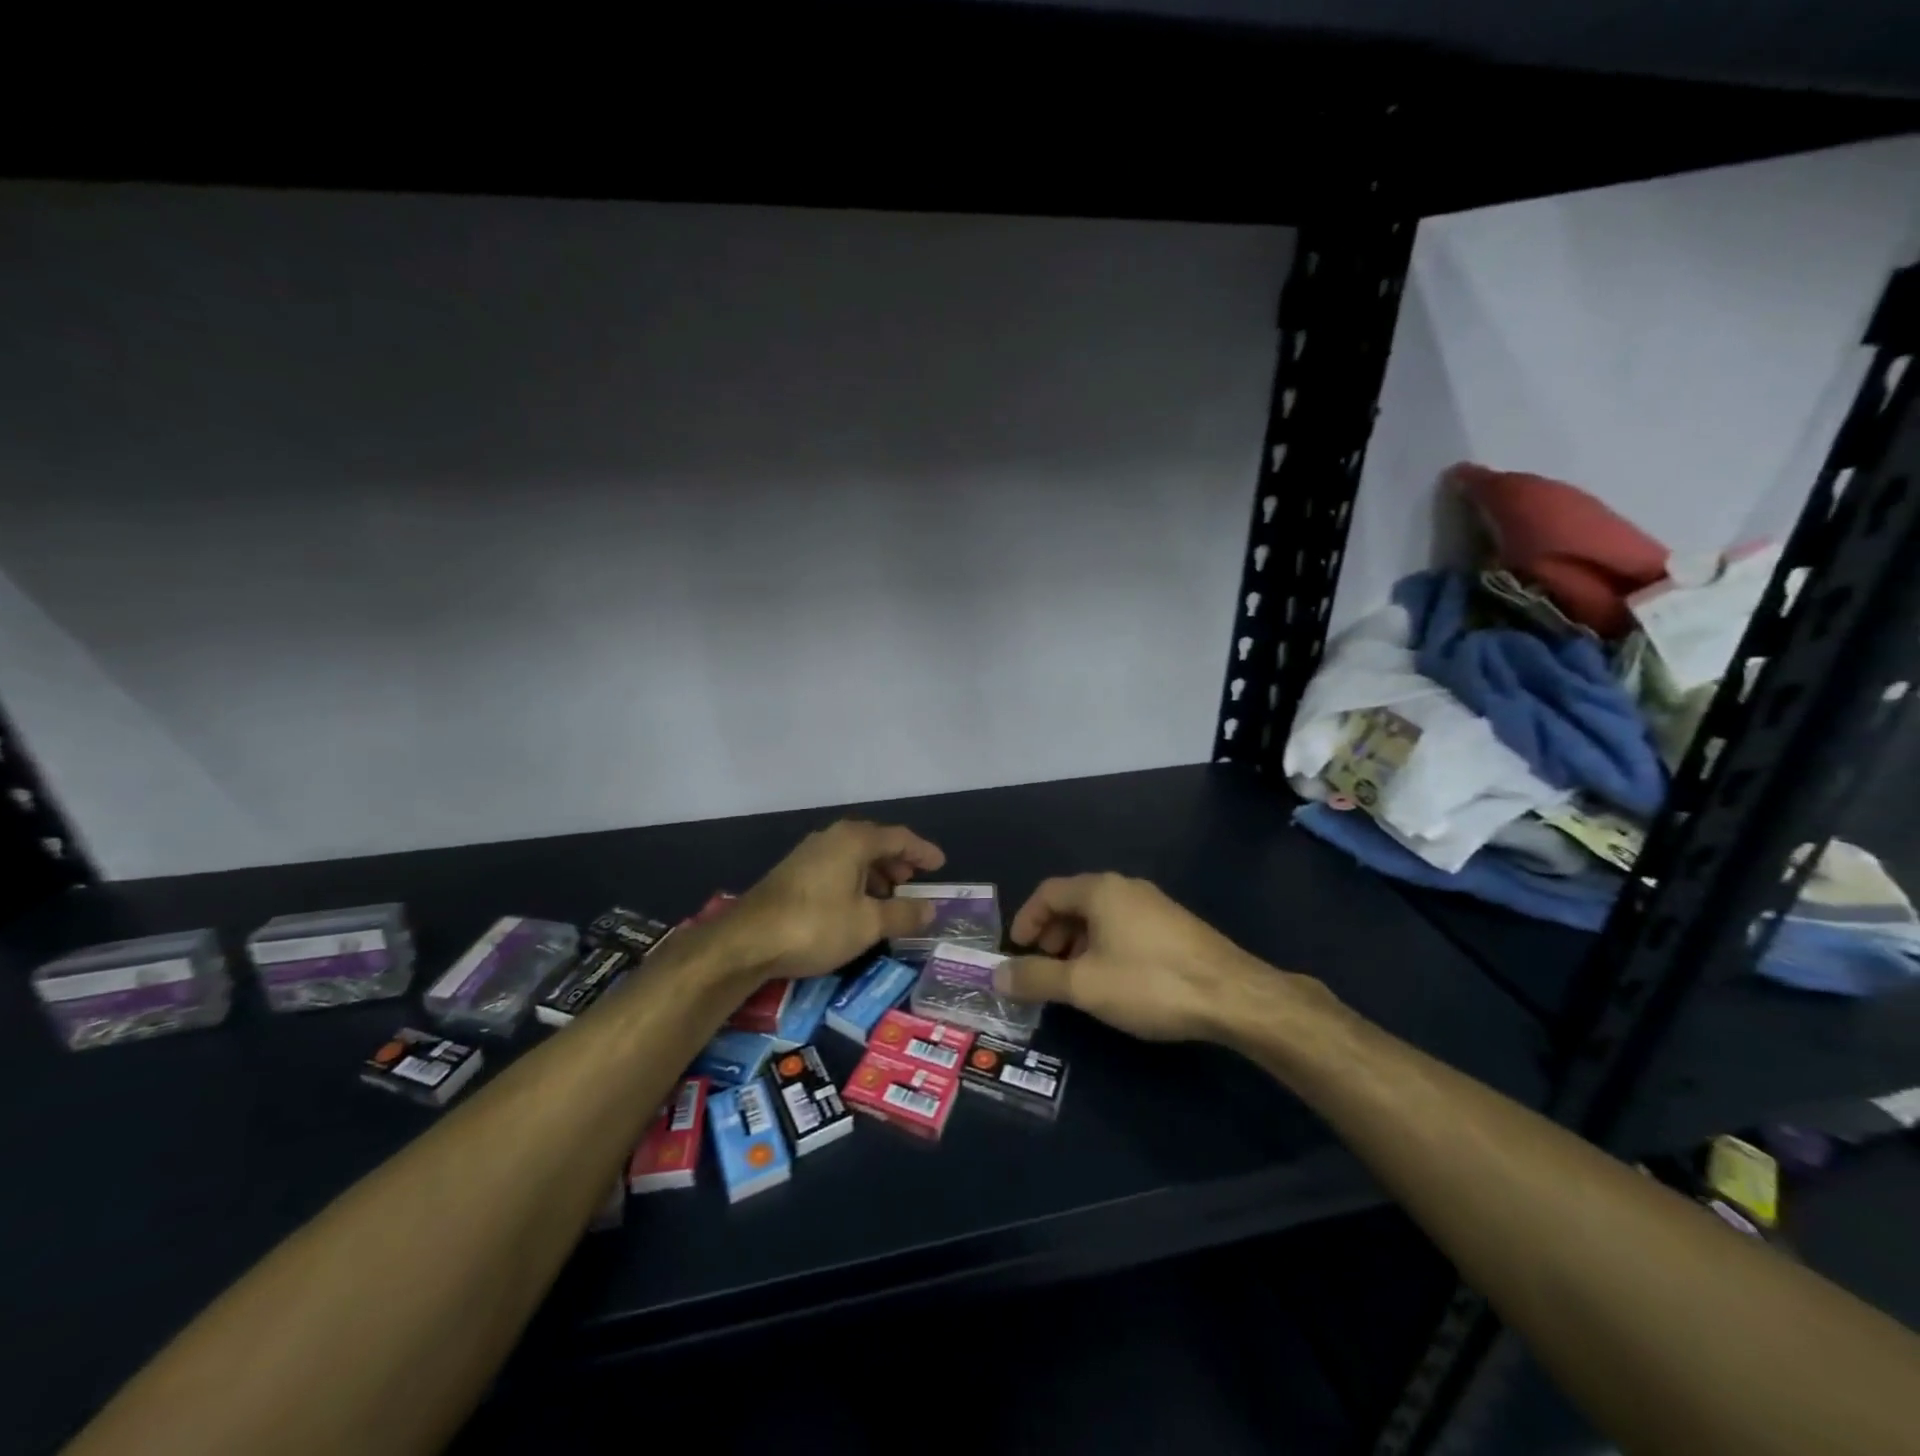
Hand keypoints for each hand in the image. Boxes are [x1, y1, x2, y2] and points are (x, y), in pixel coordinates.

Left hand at [728, 820, 946, 979]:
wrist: (748, 941)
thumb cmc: (816, 925)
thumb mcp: (868, 924)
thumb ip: (903, 914)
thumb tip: (931, 909)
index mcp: (854, 840)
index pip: (899, 838)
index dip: (922, 851)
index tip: (940, 864)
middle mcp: (832, 837)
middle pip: (875, 842)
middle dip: (898, 861)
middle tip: (913, 882)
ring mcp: (809, 853)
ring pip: (853, 855)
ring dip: (875, 873)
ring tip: (888, 898)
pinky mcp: (793, 872)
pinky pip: (836, 866)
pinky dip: (854, 879)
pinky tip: (855, 905)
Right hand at [994, 873, 1287, 1041]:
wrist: (1233, 995)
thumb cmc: (1149, 982)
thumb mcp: (1083, 985)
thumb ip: (1036, 978)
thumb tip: (996, 975)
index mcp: (1100, 890)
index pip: (1048, 892)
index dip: (1026, 919)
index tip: (1017, 950)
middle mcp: (1126, 887)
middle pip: (1075, 901)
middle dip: (1052, 932)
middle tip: (1044, 965)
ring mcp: (1155, 904)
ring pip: (1101, 916)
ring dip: (1078, 942)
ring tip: (1076, 977)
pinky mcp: (1175, 926)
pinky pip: (1125, 926)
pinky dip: (1105, 946)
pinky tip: (1114, 979)